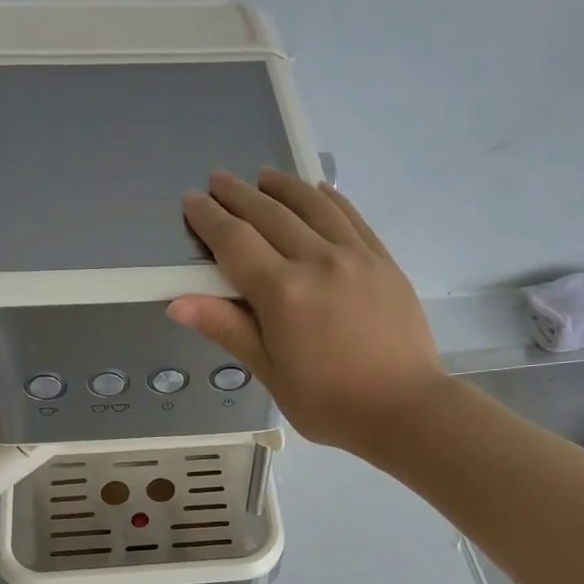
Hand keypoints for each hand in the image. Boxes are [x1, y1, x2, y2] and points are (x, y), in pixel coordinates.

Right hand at [168, 168, 445, 455]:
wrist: (405, 408)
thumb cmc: (329, 403)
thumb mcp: (271, 373)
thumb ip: (228, 330)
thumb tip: (178, 303)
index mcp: (282, 293)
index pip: (235, 242)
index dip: (210, 219)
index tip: (193, 201)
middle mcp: (317, 261)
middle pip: (270, 215)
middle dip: (239, 194)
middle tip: (219, 179)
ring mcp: (355, 256)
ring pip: (312, 206)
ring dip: (283, 187)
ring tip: (264, 175)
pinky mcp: (383, 260)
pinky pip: (352, 217)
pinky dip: (330, 199)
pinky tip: (318, 191)